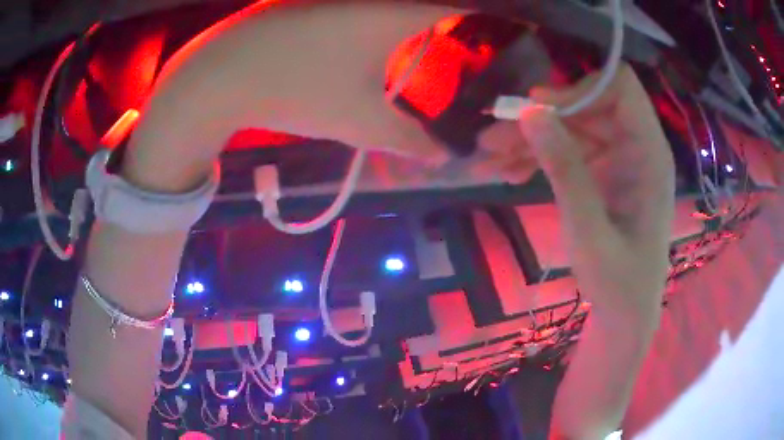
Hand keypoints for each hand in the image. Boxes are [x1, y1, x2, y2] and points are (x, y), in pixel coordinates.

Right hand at [516, 64, 674, 328]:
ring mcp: (620, 162)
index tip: (538, 107)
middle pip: (588, 108)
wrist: (624, 315)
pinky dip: (540, 160)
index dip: (581, 88)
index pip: (621, 89)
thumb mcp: (589, 230)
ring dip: (532, 140)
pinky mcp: (605, 176)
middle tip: (492, 137)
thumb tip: (529, 112)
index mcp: (649, 154)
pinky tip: (509, 173)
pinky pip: (571, 153)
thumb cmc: (618, 282)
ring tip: (488, 158)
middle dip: (542, 119)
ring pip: (573, 130)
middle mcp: (637, 148)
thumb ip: (564, 169)